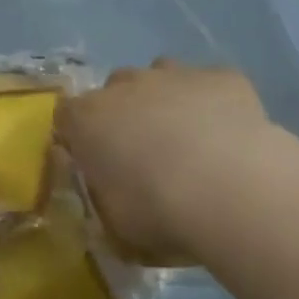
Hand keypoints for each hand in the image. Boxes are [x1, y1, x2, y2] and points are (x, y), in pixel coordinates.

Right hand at [57, 60, 277, 263]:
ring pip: (160, 75)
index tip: (93, 161)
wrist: (232, 191)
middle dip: (124, 114)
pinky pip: (209, 83)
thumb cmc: (159, 213)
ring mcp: (174, 74)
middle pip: (114, 89)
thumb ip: (104, 197)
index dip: (78, 136)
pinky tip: (228, 133)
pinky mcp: (221, 76)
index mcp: (87, 120)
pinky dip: (212, 102)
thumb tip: (108, 190)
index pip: (66, 116)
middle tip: (143, 154)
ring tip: (187, 139)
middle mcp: (125, 86)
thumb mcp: (115, 223)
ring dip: (165, 99)